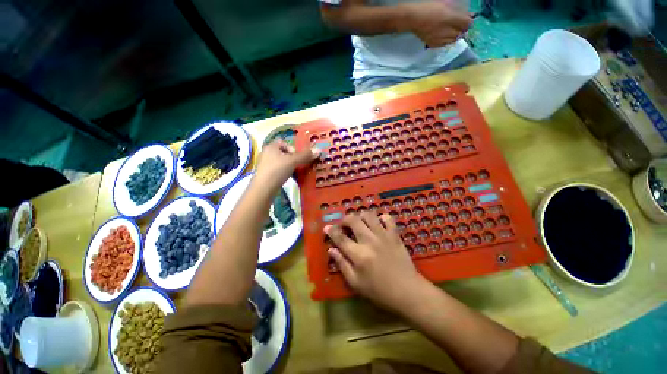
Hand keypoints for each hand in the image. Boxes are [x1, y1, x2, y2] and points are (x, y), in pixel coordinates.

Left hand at [255, 140, 319, 189]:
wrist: (264, 188)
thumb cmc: (278, 170)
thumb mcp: (293, 161)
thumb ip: (305, 155)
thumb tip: (319, 150)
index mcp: (271, 146)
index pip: (284, 142)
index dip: (292, 149)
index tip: (297, 158)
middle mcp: (266, 153)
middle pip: (283, 152)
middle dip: (292, 158)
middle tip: (296, 165)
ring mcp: (264, 164)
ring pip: (281, 162)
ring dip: (288, 166)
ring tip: (292, 172)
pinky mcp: (265, 173)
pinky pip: (277, 169)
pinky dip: (283, 172)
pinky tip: (286, 178)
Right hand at [325, 212, 427, 311]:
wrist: (408, 292)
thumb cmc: (379, 291)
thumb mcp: (356, 283)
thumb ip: (342, 264)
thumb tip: (331, 250)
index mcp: (358, 254)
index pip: (340, 238)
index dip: (331, 231)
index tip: (327, 227)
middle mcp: (369, 241)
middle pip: (353, 220)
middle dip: (345, 219)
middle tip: (344, 225)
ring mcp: (383, 236)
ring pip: (369, 215)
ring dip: (361, 216)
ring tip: (360, 223)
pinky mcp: (394, 235)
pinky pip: (388, 218)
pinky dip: (381, 218)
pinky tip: (378, 224)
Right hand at [403, 2, 471, 47]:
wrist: (414, 18)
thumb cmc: (430, 7)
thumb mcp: (446, 4)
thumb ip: (458, 10)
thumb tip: (469, 15)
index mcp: (452, 18)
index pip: (468, 23)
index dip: (469, 21)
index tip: (467, 19)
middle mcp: (447, 31)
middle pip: (461, 33)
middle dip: (461, 29)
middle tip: (458, 24)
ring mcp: (440, 39)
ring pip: (453, 39)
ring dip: (454, 35)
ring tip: (450, 30)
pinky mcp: (434, 44)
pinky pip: (444, 44)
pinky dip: (446, 40)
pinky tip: (443, 36)